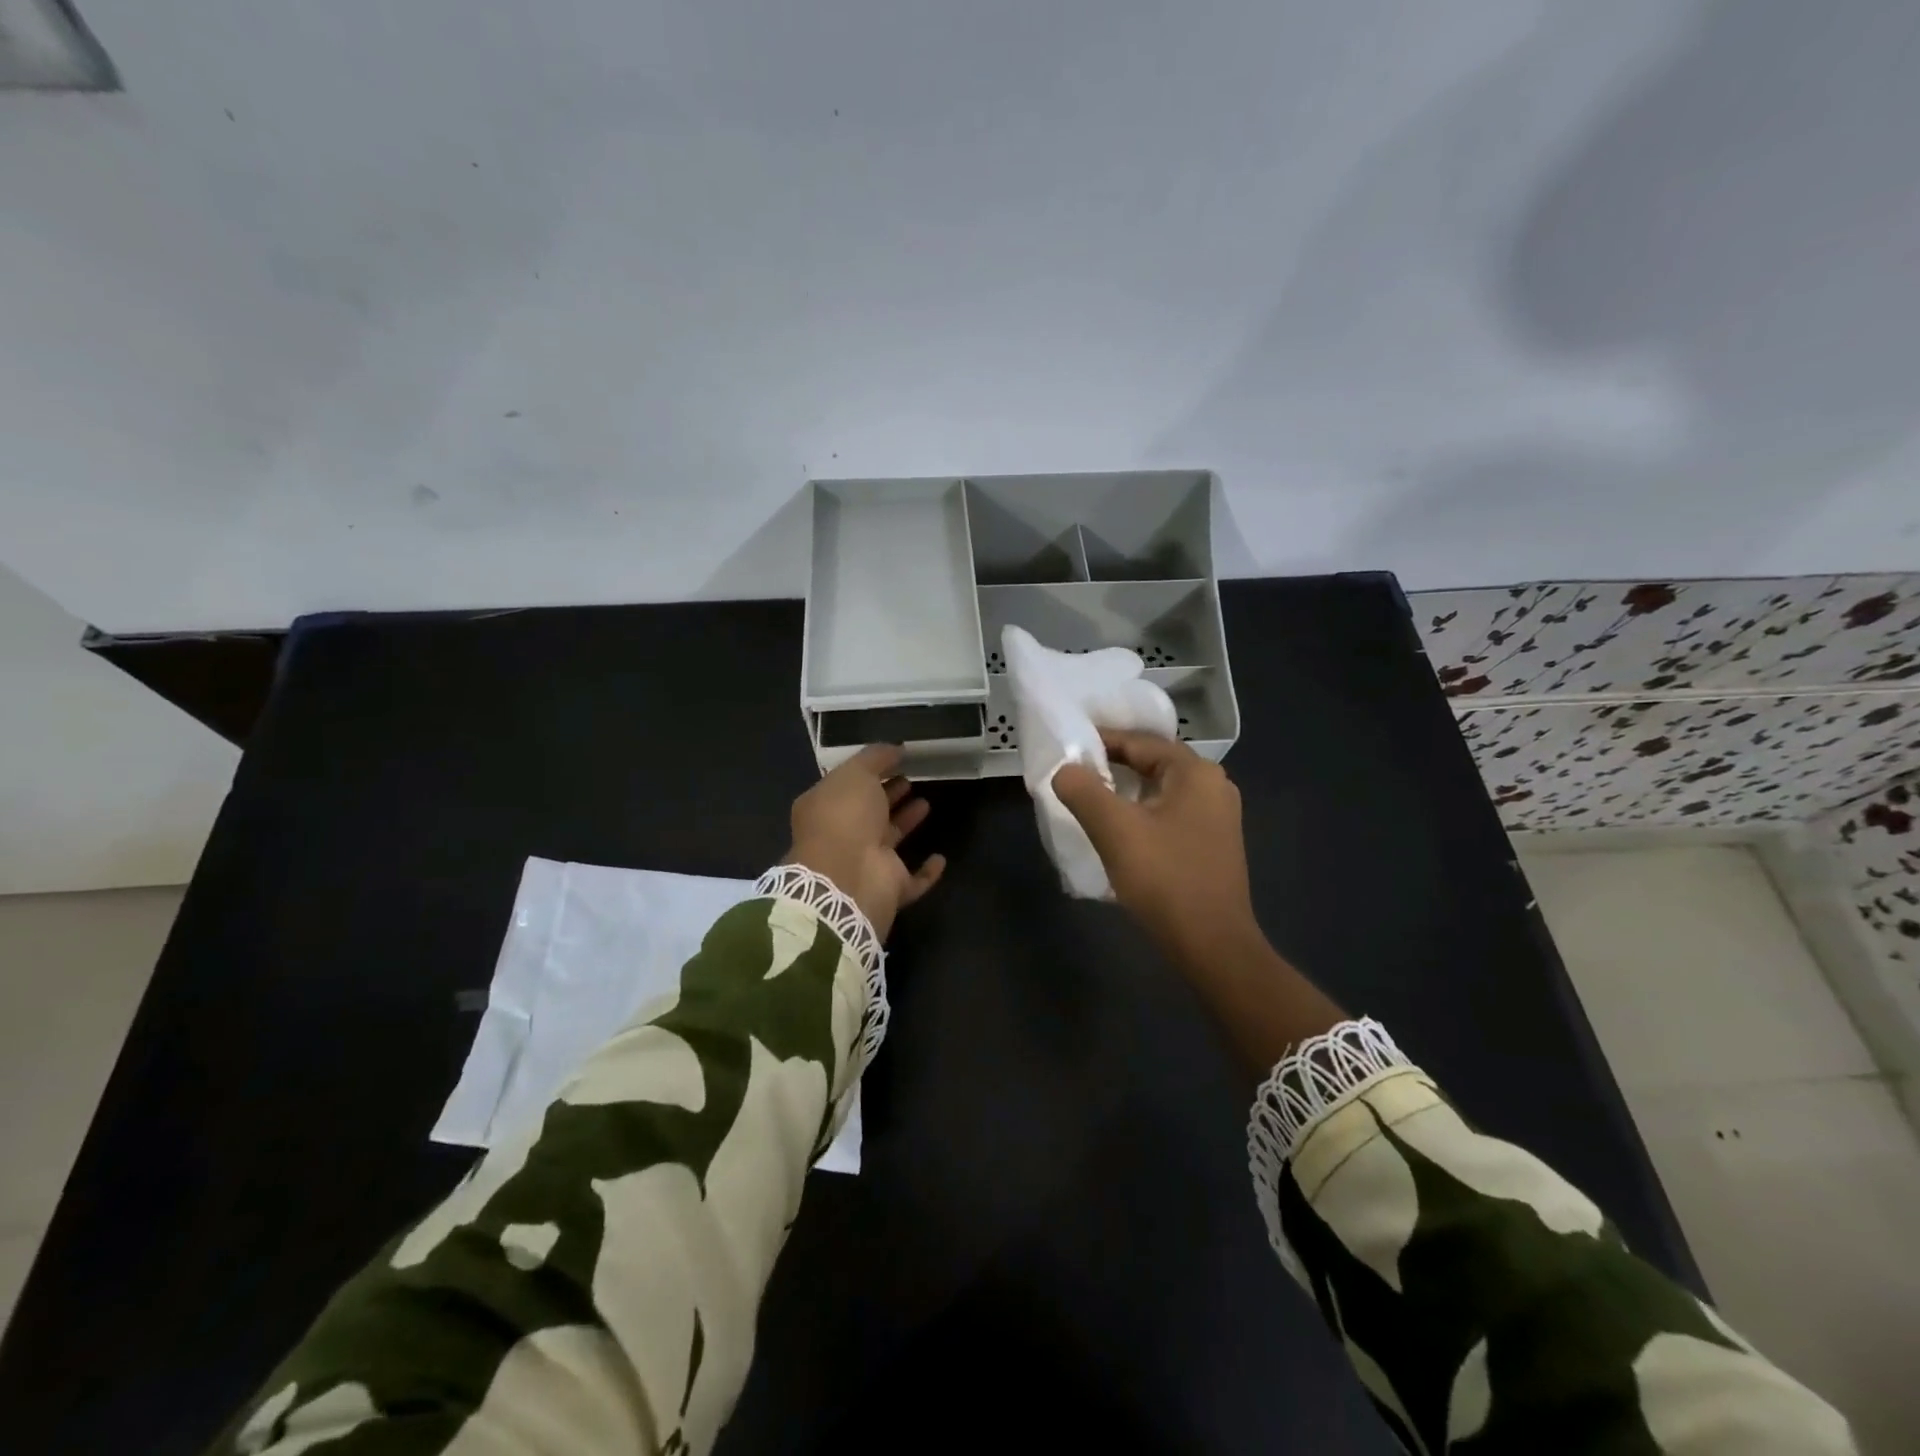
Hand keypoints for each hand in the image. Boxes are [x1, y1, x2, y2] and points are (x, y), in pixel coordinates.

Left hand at [786, 744, 946, 939]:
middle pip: (869, 812)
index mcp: (825, 809)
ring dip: (905, 822)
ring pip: (889, 840)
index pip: (847, 786)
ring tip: (926, 802)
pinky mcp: (890, 888)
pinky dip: (926, 872)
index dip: (870, 772)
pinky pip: (913, 879)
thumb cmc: (845, 817)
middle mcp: (842, 836)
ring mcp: (866, 864)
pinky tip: (940, 858)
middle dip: (888, 795)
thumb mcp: (855, 773)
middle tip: (910, 779)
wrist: (848, 877)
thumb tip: (895, 749)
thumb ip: (875, 757)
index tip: (896, 759)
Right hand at [1053, 731, 1261, 980]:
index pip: (1141, 742)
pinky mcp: (1213, 844)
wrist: (1212, 945)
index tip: (1068, 748)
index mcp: (1196, 773)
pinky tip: (1119, 830)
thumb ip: (1084, 791)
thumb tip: (1065, 769)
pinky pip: (1170, 814)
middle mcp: (1213, 786)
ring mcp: (1217, 817)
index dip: (1102, 741)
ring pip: (1161, 790)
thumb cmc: (1165, 879)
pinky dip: (1142, 813)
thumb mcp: (1115, 830)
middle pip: (1153, 763)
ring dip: (1126, 791)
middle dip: (1113, 765)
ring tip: (1089, 799)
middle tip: (1074, 773)